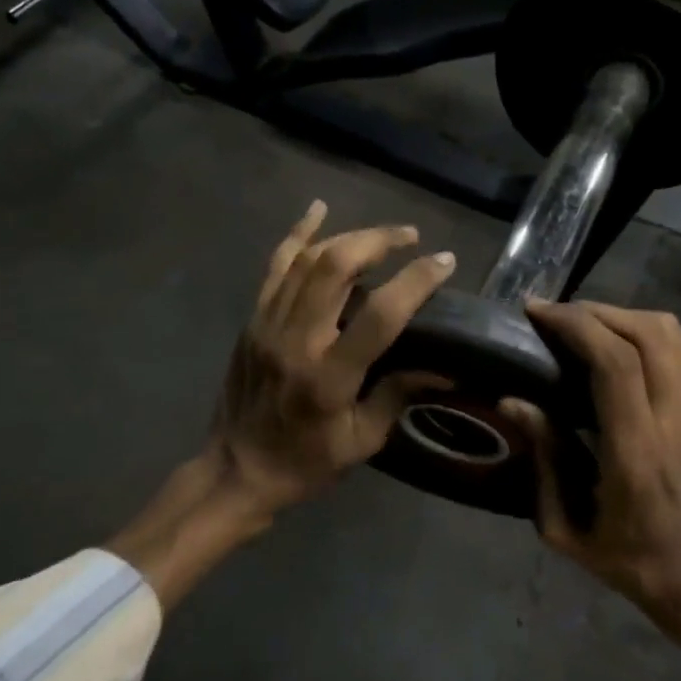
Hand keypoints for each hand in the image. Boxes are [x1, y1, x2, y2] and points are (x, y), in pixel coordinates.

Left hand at [208, 200, 455, 516]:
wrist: (236, 470)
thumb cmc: (305, 463)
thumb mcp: (362, 441)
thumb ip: (398, 395)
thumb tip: (445, 367)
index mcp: (329, 377)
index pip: (379, 314)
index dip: (415, 281)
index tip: (443, 261)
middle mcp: (296, 340)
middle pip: (336, 267)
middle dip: (378, 241)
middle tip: (411, 238)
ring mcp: (268, 324)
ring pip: (307, 259)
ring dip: (348, 236)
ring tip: (382, 235)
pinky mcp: (252, 319)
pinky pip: (275, 266)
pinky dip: (297, 234)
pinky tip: (317, 210)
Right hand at [505, 301, 680, 680]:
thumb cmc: (626, 557)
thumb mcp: (565, 527)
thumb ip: (543, 458)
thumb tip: (513, 400)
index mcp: (638, 452)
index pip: (616, 363)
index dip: (575, 325)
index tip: (536, 313)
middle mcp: (675, 420)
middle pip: (646, 332)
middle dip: (593, 311)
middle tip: (551, 316)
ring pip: (668, 331)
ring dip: (619, 315)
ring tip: (578, 325)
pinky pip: (678, 346)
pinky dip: (640, 328)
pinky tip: (610, 342)